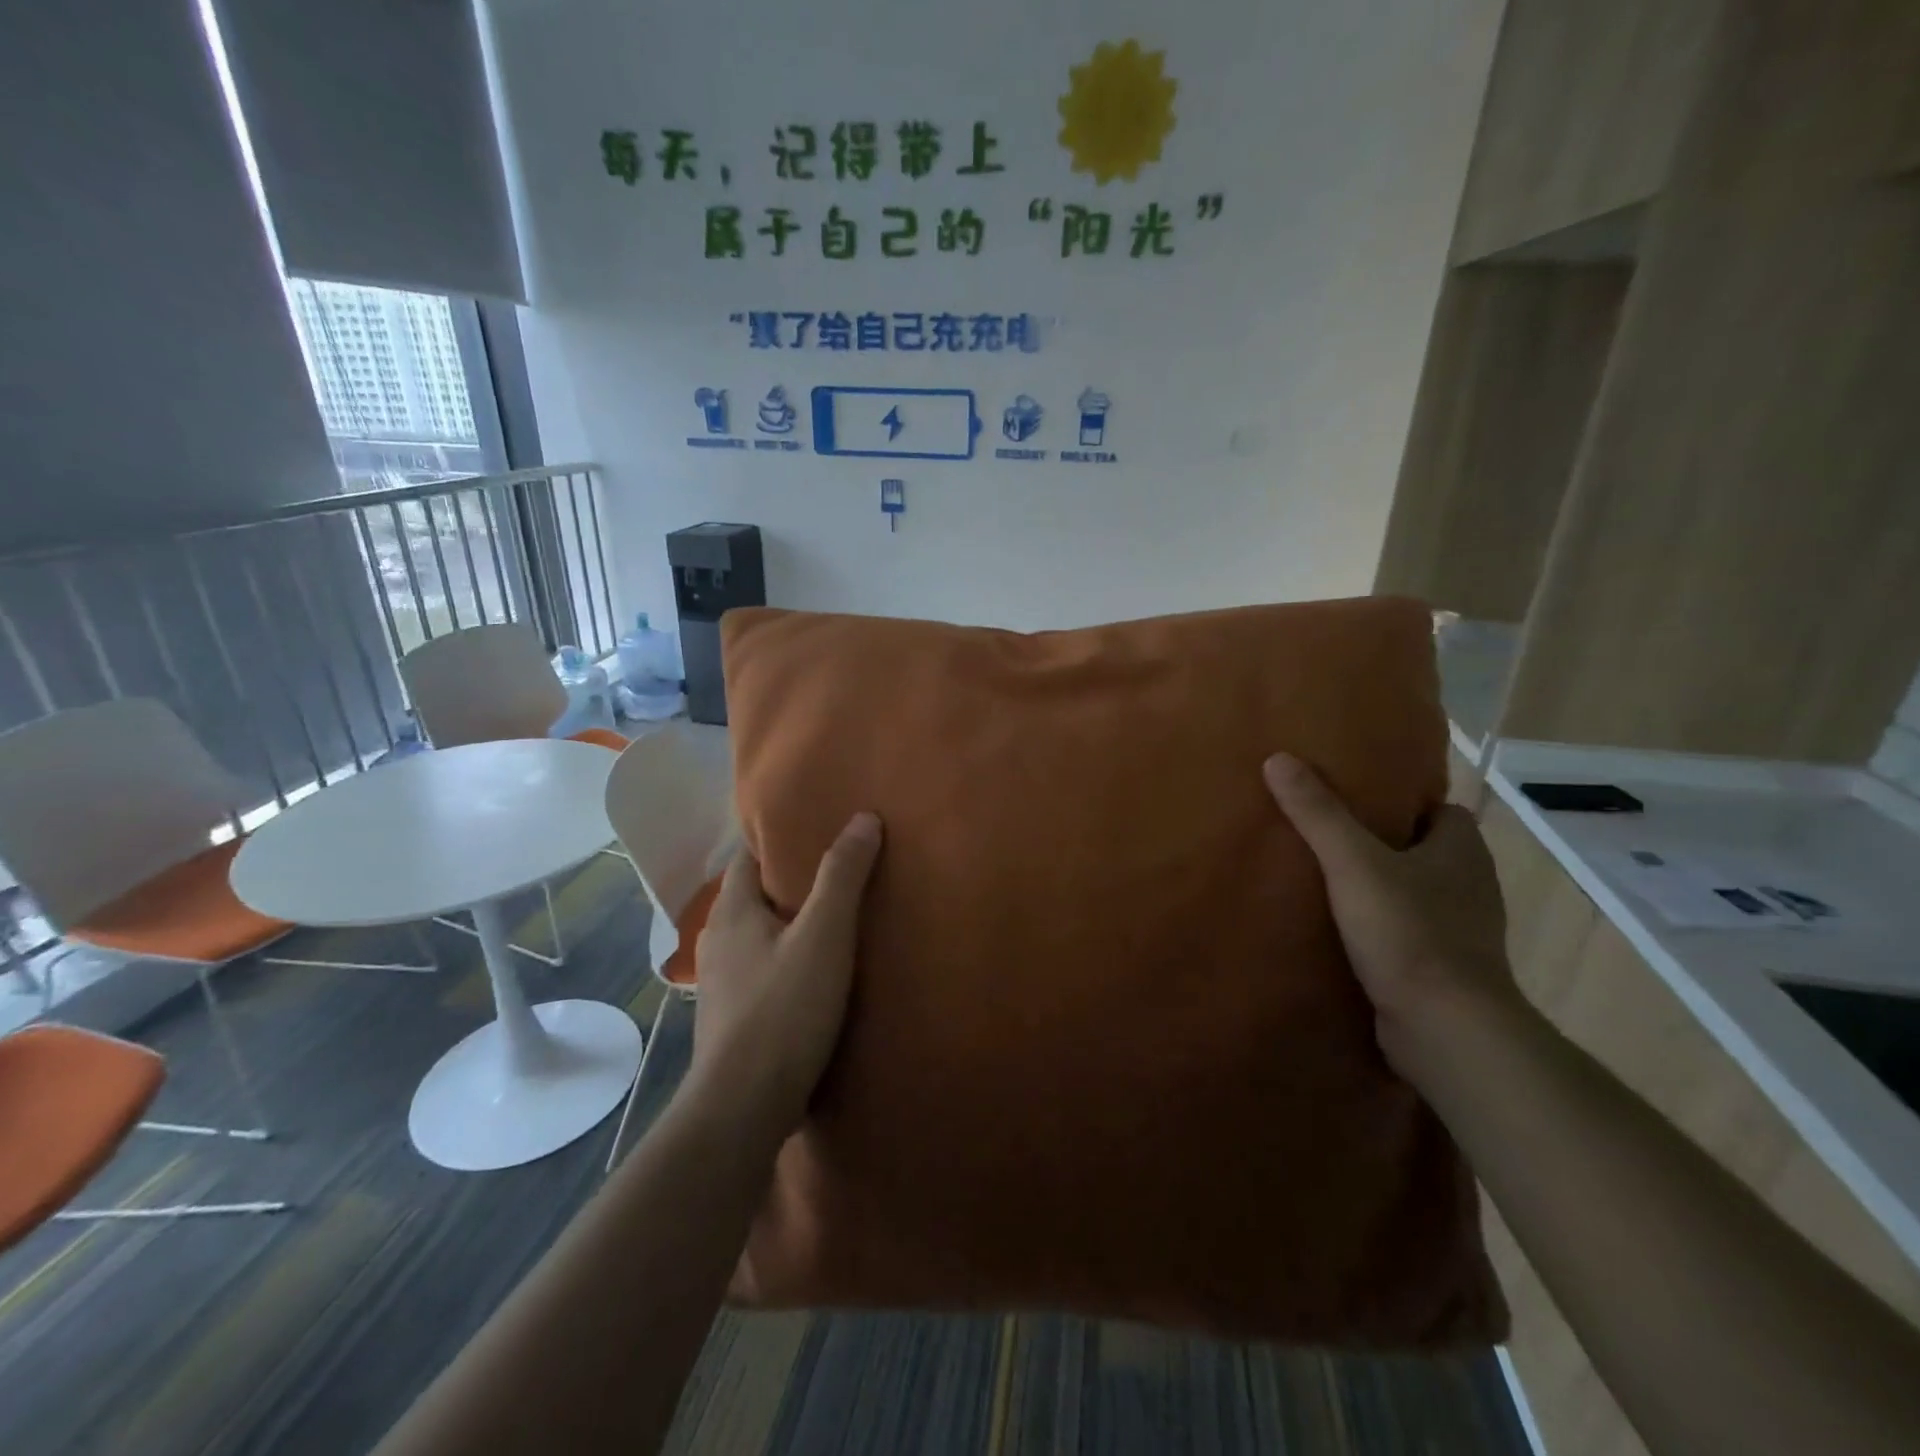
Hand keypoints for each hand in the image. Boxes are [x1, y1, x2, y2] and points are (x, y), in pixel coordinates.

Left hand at [689, 813, 883, 1130]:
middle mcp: (717, 939)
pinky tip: (817, 970)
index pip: (748, 854)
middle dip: (791, 878)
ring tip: (835, 916)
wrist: (744, 1108)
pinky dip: (787, 956)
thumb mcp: (824, 935)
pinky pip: (762, 967)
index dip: (779, 836)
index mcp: (731, 910)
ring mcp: (721, 981)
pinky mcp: (733, 1015)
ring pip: (759, 933)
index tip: (818, 825)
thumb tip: (863, 818)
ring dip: (791, 921)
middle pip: (755, 892)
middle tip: (840, 866)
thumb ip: (842, 876)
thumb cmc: (783, 1010)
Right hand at [1263, 753, 1520, 1080]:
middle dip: (1383, 841)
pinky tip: (1341, 928)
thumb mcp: (1353, 863)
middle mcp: (1469, 885)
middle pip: (1424, 849)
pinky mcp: (1442, 967)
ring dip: (1380, 886)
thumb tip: (1279, 758)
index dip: (1403, 800)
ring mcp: (1460, 930)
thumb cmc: (1408, 932)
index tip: (1356, 796)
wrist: (1444, 1030)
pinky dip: (1381, 926)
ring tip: (1325, 878)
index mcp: (1462, 850)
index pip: (1439, 808)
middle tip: (1327, 833)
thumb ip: (1317, 813)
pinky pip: (1408, 930)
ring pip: (1416, 891)